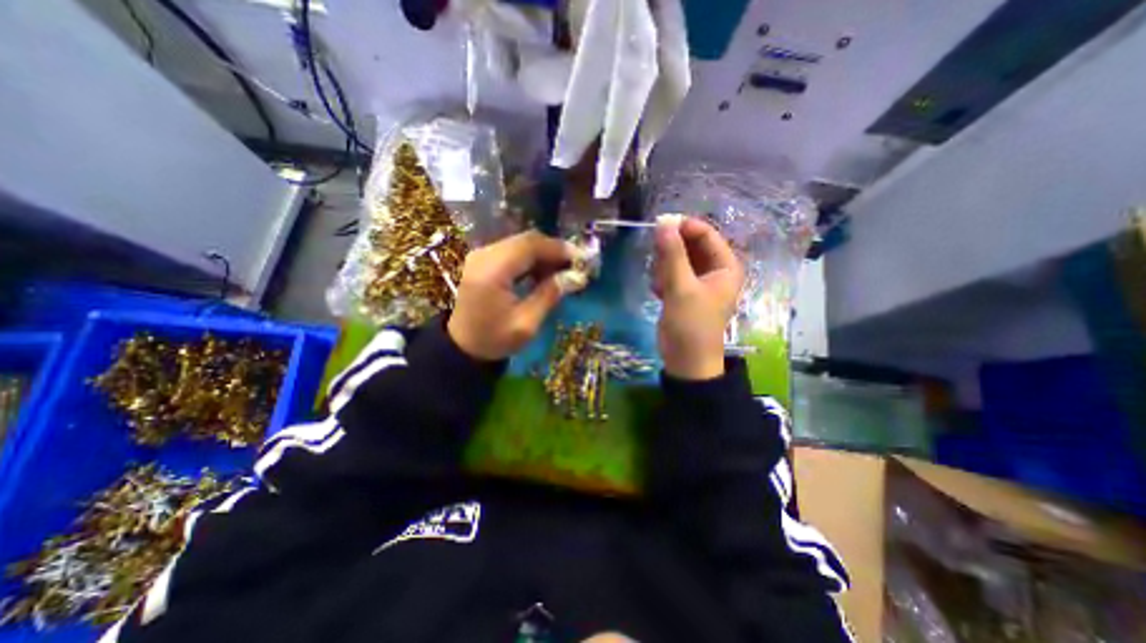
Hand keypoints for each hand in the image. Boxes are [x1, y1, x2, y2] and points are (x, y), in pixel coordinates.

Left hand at [445, 232, 573, 360]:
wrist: (462, 346)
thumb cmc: (493, 339)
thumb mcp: (526, 324)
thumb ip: (550, 295)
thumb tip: (576, 277)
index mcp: (492, 271)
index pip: (530, 246)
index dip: (558, 248)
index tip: (582, 259)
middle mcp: (484, 255)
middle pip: (526, 240)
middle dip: (553, 250)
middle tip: (575, 266)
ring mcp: (481, 255)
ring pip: (520, 243)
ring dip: (544, 254)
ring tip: (562, 272)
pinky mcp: (482, 260)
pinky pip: (512, 251)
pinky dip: (531, 259)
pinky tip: (543, 273)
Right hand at [654, 217, 743, 377]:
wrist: (685, 360)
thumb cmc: (691, 324)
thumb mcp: (681, 288)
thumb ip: (672, 255)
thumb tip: (663, 223)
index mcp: (725, 266)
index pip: (707, 234)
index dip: (684, 227)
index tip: (660, 224)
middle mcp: (714, 271)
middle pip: (691, 245)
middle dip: (672, 252)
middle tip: (657, 261)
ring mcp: (698, 281)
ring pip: (678, 259)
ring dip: (665, 268)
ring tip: (661, 285)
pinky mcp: (684, 292)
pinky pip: (671, 273)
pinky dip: (663, 279)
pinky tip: (658, 293)